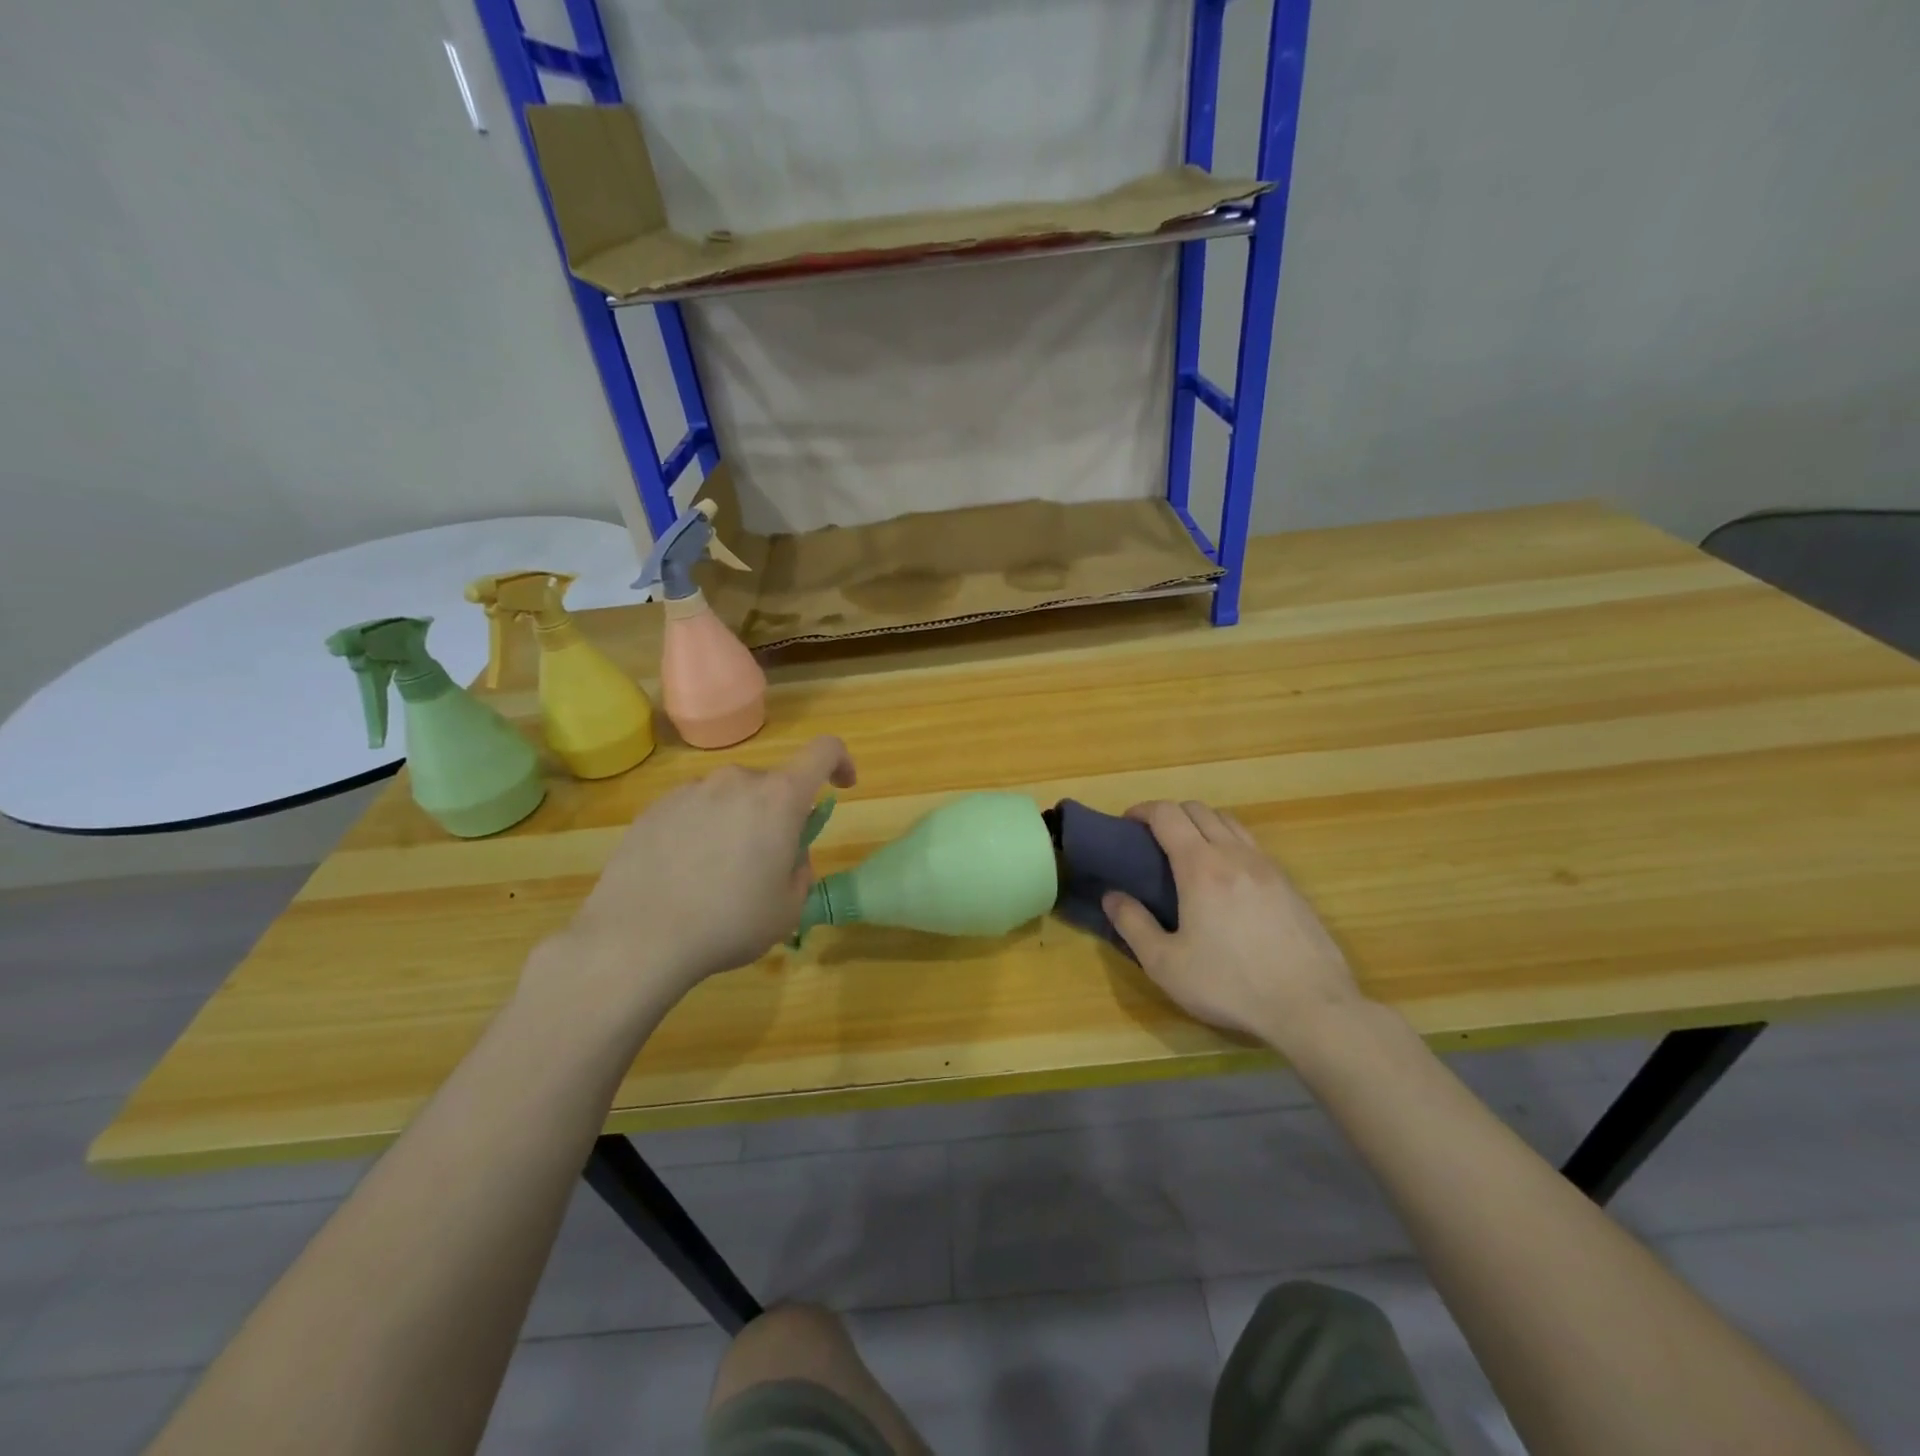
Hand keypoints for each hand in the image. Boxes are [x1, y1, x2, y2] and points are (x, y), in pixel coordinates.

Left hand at [539, 736, 856, 1011]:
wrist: (638, 938)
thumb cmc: (728, 923)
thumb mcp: (788, 909)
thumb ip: (800, 871)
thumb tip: (787, 856)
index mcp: (779, 798)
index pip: (824, 752)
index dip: (841, 762)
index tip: (842, 787)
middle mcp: (736, 781)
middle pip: (772, 784)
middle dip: (779, 814)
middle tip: (767, 862)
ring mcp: (691, 791)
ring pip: (730, 797)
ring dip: (738, 822)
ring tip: (719, 873)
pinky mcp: (655, 808)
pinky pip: (694, 809)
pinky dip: (702, 830)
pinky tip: (684, 873)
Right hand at [1104, 801, 1362, 1049]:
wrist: (1311, 1007)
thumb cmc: (1230, 985)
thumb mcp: (1166, 964)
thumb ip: (1133, 925)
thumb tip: (1112, 896)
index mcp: (1200, 866)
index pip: (1168, 814)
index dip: (1143, 810)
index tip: (1127, 824)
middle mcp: (1234, 854)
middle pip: (1199, 810)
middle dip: (1170, 814)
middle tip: (1153, 840)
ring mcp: (1267, 867)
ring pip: (1230, 822)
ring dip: (1203, 824)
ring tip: (1189, 853)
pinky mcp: (1290, 884)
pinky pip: (1252, 845)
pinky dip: (1229, 842)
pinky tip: (1226, 878)